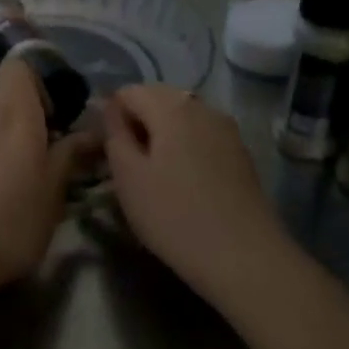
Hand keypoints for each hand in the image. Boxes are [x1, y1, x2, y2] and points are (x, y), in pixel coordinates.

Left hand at [0, 58, 92, 304]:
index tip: (49, 119)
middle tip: (32, 162)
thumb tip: (92, 131)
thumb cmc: (9, 224)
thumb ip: (69, 156)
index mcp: (14, 114)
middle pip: (1, 100)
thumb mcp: (52, 195)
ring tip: (0, 182)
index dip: (35, 84)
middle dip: (17, 122)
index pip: (18, 67)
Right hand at [104, 85, 283, 296]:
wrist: (242, 256)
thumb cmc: (173, 215)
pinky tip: (181, 183)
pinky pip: (201, 137)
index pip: (128, 92)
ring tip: (152, 176)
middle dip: (137, 124)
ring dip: (161, 137)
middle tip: (125, 165)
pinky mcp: (240, 153)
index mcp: (172, 106)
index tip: (105, 152)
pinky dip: (184, 149)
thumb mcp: (127, 176)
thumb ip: (114, 134)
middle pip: (158, 100)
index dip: (110, 116)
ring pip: (181, 119)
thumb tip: (110, 109)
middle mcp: (203, 107)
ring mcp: (227, 129)